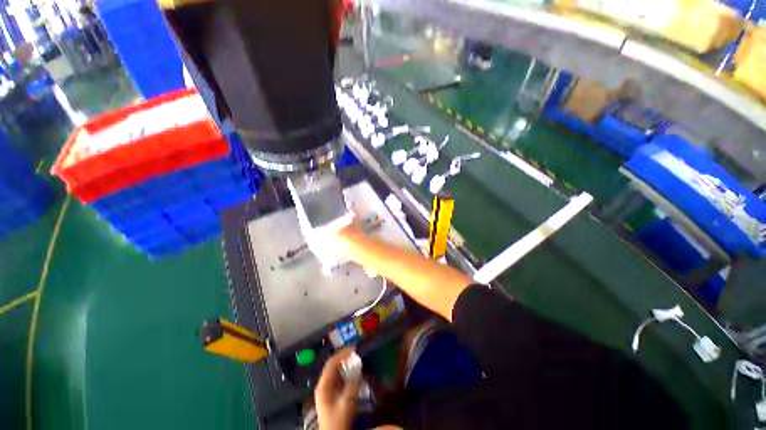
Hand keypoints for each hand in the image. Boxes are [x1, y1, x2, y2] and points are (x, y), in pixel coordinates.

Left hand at [315, 348, 361, 429]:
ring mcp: (329, 389)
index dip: (342, 354)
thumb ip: (353, 385)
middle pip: (334, 365)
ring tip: (358, 358)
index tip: (354, 348)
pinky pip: (341, 377)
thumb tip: (360, 370)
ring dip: (347, 364)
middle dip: (345, 357)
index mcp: (323, 385)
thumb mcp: (346, 403)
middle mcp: (324, 384)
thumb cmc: (338, 420)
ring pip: (338, 371)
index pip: (331, 363)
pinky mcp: (334, 393)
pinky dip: (349, 372)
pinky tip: (356, 371)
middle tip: (358, 351)